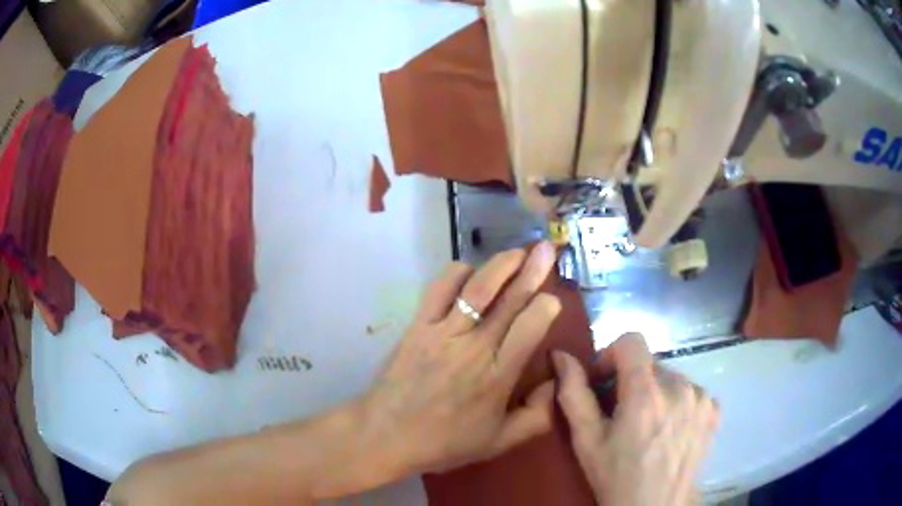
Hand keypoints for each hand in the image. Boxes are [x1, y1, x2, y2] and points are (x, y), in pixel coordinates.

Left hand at [363, 243, 560, 473]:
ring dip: (500, 265)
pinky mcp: (417, 326)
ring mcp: (442, 333)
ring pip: (476, 289)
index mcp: (496, 377)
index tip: (553, 298)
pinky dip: (457, 273)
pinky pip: (438, 289)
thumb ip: (536, 417)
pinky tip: (470, 272)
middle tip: (547, 249)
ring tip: (517, 252)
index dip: (545, 307)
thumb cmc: (444, 442)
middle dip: (532, 271)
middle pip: (508, 302)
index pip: (528, 330)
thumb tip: (556, 381)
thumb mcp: (498, 442)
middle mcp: (472, 348)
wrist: (385, 434)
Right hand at [553, 334, 719, 505]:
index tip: (604, 383)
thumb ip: (573, 394)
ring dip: (655, 392)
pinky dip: (676, 402)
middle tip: (621, 413)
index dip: (611, 356)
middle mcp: (680, 386)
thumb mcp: (586, 441)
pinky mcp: (713, 408)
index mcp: (646, 393)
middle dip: (631, 380)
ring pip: (670, 376)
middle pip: (650, 363)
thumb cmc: (616, 477)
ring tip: (646, 425)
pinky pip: (690, 391)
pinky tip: (668, 429)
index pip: (631, 341)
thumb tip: (561, 356)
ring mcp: (701, 397)